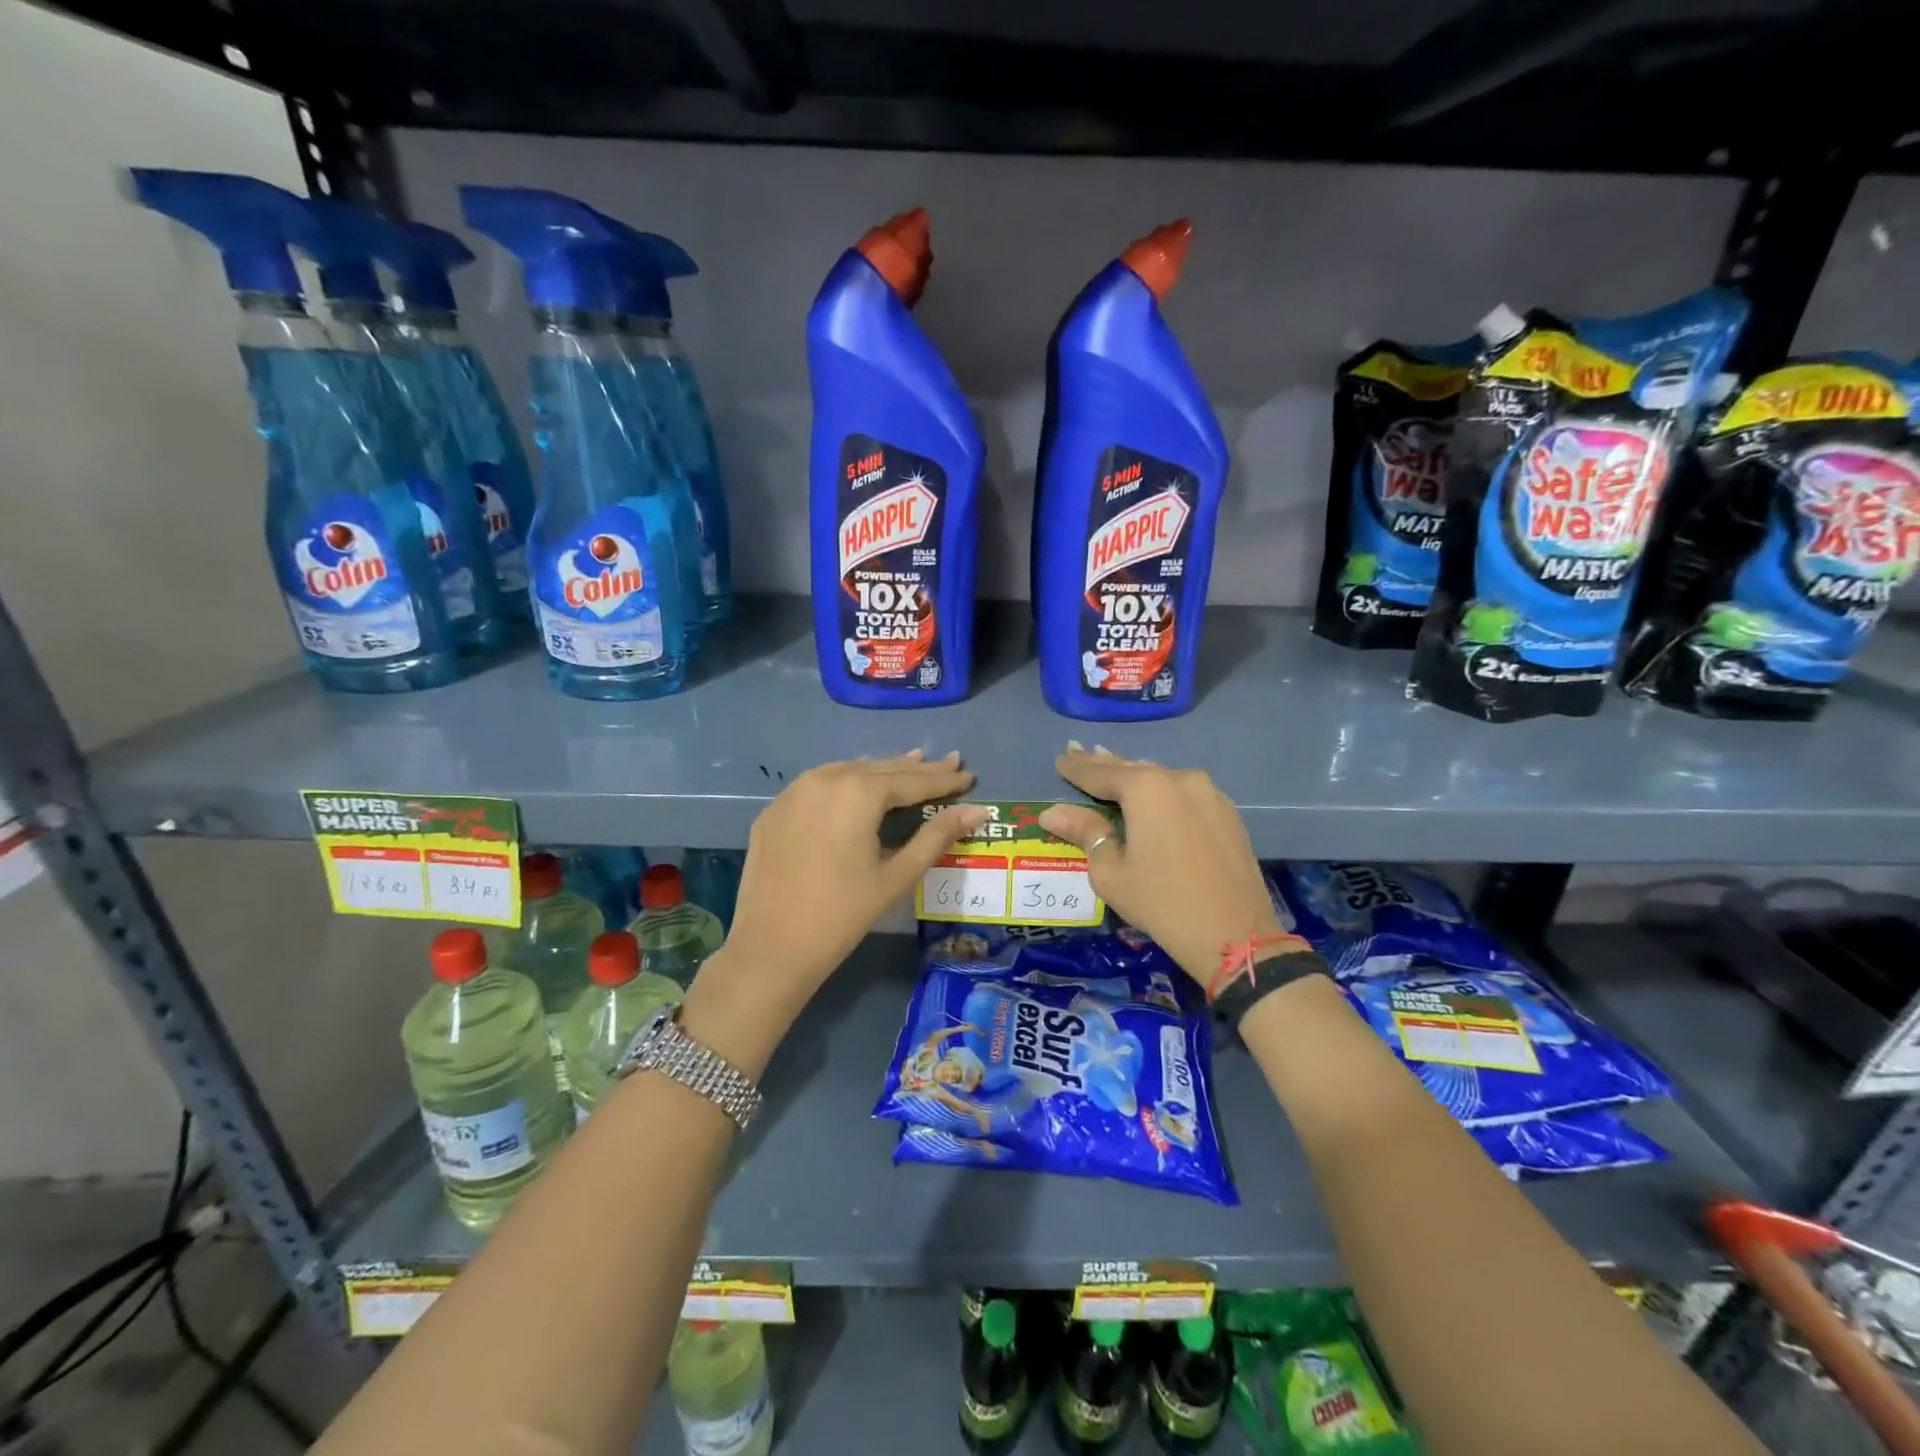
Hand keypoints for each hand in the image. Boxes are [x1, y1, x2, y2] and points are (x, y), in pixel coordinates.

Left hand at [714, 751, 985, 1017]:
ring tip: (911, 764)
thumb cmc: (843, 914)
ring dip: (881, 770)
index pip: (911, 781)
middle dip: (917, 769)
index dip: (943, 780)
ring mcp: (793, 791)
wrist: (771, 948)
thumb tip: (977, 811)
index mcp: (858, 792)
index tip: (969, 775)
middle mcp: (824, 778)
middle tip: (950, 763)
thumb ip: (936, 837)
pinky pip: (818, 785)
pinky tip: (859, 787)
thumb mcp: (896, 876)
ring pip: (848, 771)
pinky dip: (846, 783)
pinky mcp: (774, 810)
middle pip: (880, 769)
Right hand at [1039, 745, 1282, 987]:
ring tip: (1110, 767)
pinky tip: (1150, 795)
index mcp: (1147, 789)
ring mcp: (1209, 793)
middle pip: (1132, 768)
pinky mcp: (1227, 812)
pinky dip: (1161, 792)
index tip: (1059, 759)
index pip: (1100, 773)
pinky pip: (1183, 793)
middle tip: (1078, 750)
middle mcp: (1180, 779)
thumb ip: (1084, 833)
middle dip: (1103, 763)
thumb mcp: (1111, 872)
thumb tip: (1052, 812)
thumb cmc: (1161, 903)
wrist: (1235, 936)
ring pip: (1161, 778)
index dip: (1076, 768)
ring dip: (1134, 776)